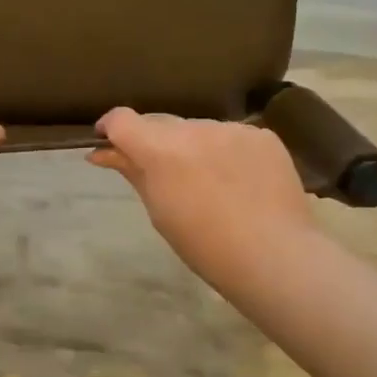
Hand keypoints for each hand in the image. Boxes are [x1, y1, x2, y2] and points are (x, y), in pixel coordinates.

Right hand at [88, 108, 316, 289]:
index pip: (122, 119)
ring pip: (198, 129)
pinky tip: (237, 181)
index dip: (110, 128)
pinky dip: (225, 152)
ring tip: (206, 182)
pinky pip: (231, 136)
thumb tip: (102, 153)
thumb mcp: (159, 211)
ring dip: (191, 146)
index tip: (108, 142)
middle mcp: (194, 128)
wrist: (274, 256)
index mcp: (161, 150)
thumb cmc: (204, 245)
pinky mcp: (262, 135)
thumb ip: (133, 172)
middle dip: (152, 142)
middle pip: (160, 123)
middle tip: (160, 174)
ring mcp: (231, 129)